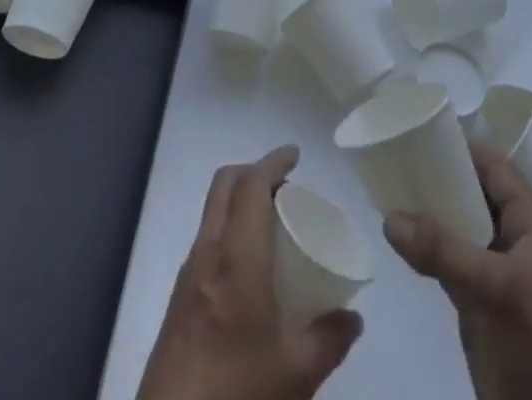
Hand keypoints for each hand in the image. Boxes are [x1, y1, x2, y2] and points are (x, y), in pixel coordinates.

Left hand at [136, 145, 363, 399]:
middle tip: (286, 186)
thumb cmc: (237, 393)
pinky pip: (207, 240)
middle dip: (254, 172)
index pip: (251, 185)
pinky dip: (229, 230)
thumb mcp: (296, 375)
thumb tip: (353, 317)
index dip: (273, 162)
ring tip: (272, 222)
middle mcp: (208, 253)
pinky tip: (250, 266)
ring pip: (213, 211)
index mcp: (237, 258)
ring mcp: (188, 274)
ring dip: (240, 200)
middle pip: (225, 185)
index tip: (296, 155)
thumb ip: (328, 340)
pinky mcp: (178, 298)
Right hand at [383, 140, 531, 399]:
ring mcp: (497, 272)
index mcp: (531, 224)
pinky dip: (427, 245)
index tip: (422, 130)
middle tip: (397, 157)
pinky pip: (450, 258)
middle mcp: (515, 239)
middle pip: (474, 192)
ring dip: (430, 211)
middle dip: (440, 176)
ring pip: (459, 225)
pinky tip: (399, 236)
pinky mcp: (480, 301)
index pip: (495, 167)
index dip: (463, 146)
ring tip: (390, 189)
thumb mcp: (494, 289)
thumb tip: (388, 217)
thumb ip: (442, 250)